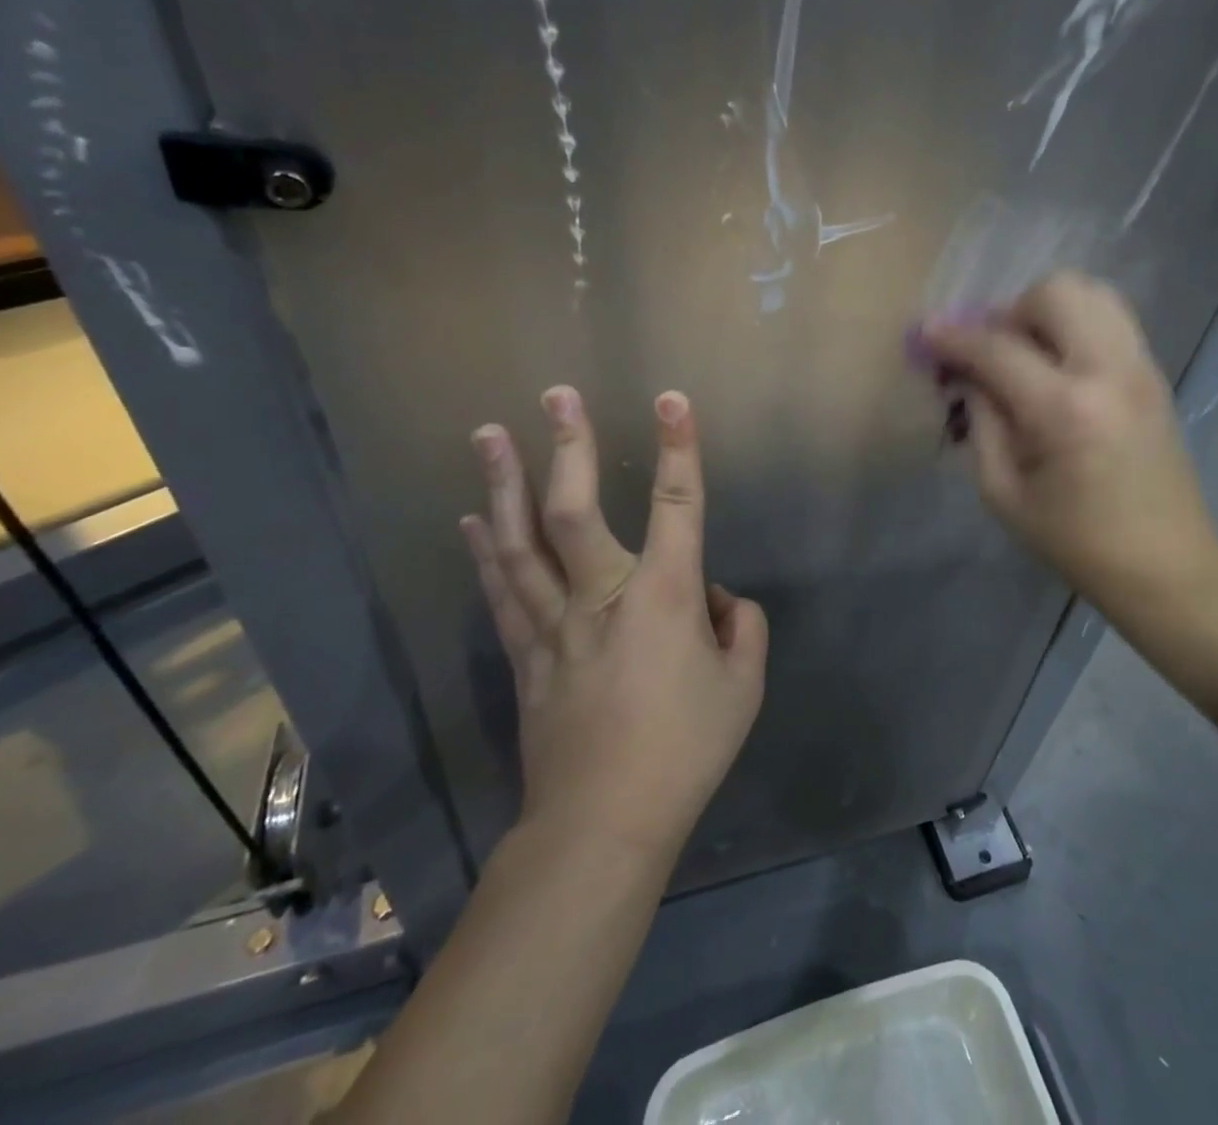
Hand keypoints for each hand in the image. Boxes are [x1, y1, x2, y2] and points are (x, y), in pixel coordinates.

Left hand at [460, 387, 767, 858]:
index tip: (672, 400)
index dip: (678, 449)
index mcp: (663, 598)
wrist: (604, 823)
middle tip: (555, 394)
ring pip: (522, 542)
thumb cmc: (685, 750)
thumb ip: (742, 628)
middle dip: (568, 446)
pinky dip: (487, 551)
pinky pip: (502, 592)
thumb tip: (715, 600)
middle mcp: (602, 596)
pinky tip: (473, 520)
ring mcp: (554, 624)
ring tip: (487, 434)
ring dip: (503, 483)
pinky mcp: (526, 654)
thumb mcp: (744, 687)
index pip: (678, 506)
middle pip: (575, 509)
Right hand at [919, 273, 1217, 620]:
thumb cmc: (1075, 541)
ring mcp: (1140, 366)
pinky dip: (1074, 324)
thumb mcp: (1004, 492)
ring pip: (1090, 292)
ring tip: (1027, 353)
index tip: (925, 334)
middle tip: (991, 352)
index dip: (953, 337)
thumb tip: (966, 374)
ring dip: (1046, 312)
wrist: (1165, 564)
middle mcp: (1109, 370)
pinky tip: (1057, 365)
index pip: (997, 349)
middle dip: (1008, 313)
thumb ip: (981, 421)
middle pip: (1054, 293)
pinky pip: (1110, 317)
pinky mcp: (1153, 372)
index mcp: (1066, 410)